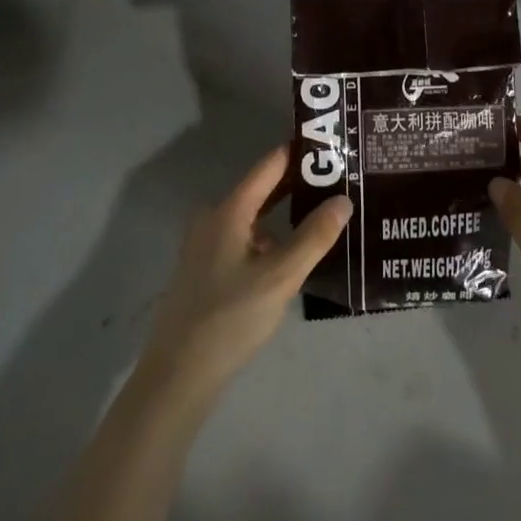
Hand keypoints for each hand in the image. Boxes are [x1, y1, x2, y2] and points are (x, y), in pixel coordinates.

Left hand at [139, 143, 352, 401]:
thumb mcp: (280, 277)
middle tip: (338, 177)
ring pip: (254, 217)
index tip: (331, 143)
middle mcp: (213, 218)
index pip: (270, 165)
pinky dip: (270, 237)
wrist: (177, 376)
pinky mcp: (205, 270)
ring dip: (285, 214)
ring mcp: (206, 245)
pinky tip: (292, 254)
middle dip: (298, 183)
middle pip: (262, 189)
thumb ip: (314, 236)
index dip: (299, 152)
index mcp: (229, 210)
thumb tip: (344, 198)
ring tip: (323, 214)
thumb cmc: (230, 318)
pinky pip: (245, 238)